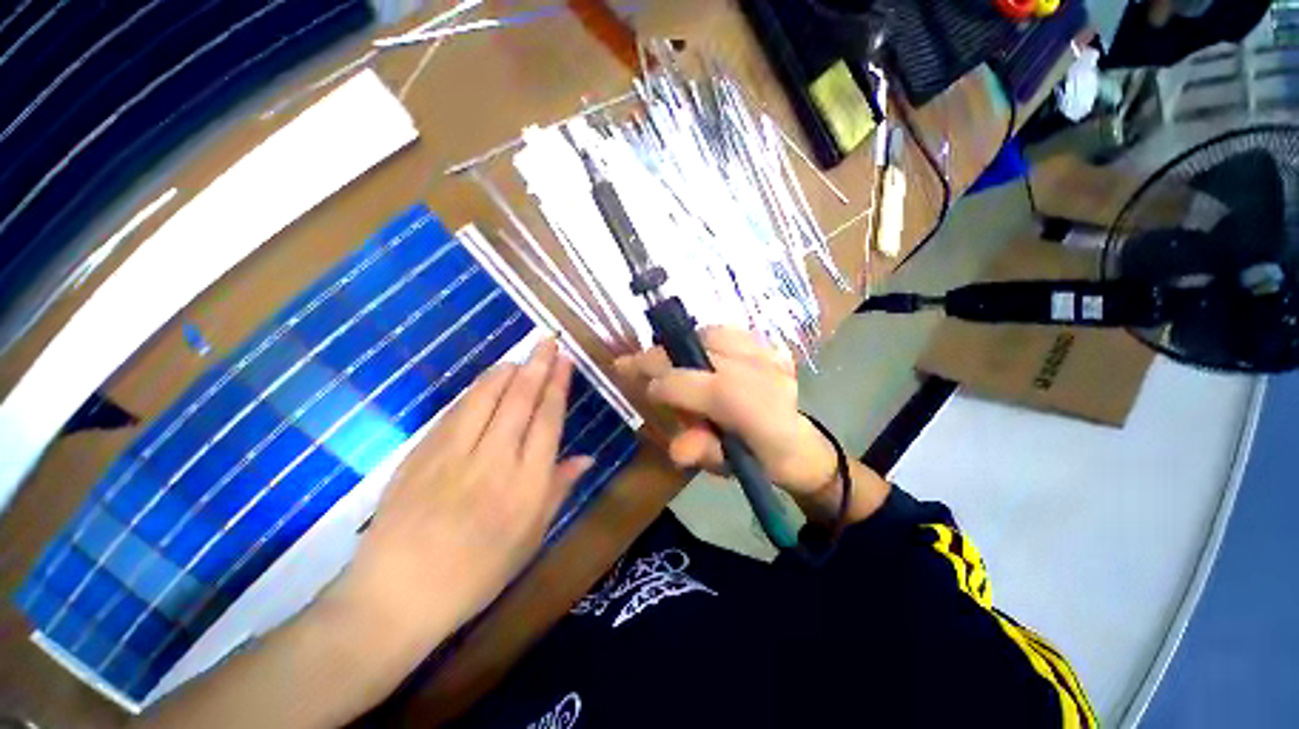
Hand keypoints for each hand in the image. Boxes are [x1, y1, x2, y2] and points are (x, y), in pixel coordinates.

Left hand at [335, 339, 591, 645]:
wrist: (397, 596)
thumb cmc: (476, 574)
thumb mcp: (531, 538)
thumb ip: (559, 490)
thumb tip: (586, 457)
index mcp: (527, 484)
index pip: (548, 420)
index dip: (557, 385)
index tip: (564, 361)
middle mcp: (495, 460)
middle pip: (520, 400)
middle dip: (537, 366)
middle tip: (548, 341)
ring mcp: (454, 453)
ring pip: (486, 398)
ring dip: (507, 371)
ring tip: (521, 355)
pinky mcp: (422, 453)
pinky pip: (455, 411)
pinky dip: (475, 390)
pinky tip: (485, 381)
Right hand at [615, 327, 889, 525]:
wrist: (801, 448)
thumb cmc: (759, 462)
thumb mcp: (726, 466)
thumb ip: (699, 450)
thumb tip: (674, 448)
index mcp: (742, 402)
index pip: (682, 382)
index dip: (656, 385)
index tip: (640, 387)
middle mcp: (754, 369)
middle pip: (693, 349)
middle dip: (658, 356)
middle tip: (634, 362)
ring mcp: (767, 355)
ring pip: (712, 333)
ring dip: (685, 345)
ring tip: (672, 361)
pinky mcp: (774, 349)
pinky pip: (734, 332)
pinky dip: (712, 340)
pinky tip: (704, 356)